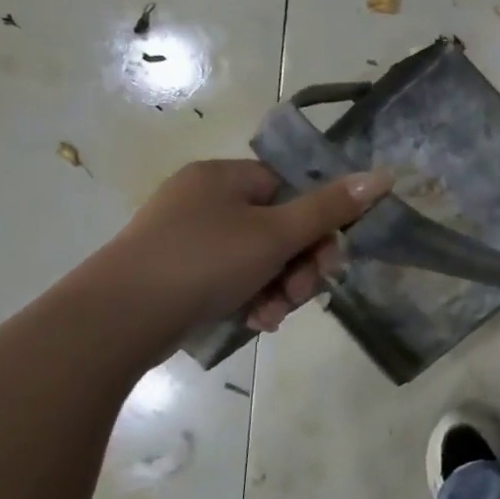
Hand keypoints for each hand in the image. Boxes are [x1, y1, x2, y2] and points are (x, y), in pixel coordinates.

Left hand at [101, 159, 392, 338]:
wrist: (116, 321)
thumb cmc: (202, 262)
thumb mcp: (276, 234)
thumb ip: (330, 208)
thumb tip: (383, 176)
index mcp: (224, 177)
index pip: (290, 188)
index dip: (317, 223)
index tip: (330, 259)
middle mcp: (204, 200)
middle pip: (277, 227)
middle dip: (299, 265)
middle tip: (303, 293)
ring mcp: (186, 238)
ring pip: (257, 259)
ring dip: (279, 288)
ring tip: (274, 316)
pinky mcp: (176, 274)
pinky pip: (230, 279)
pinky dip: (250, 299)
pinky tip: (255, 322)